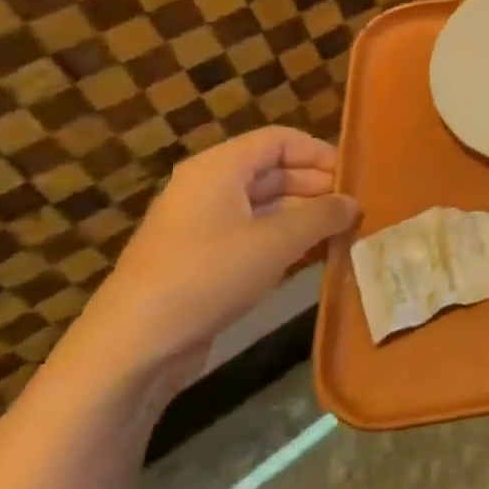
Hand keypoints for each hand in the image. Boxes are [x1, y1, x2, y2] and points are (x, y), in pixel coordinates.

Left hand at [64, 127, 359, 387]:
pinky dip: (285, 242)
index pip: (279, 140)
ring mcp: (203, 227)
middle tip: (356, 208)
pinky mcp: (202, 262)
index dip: (319, 153)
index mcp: (219, 168)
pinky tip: (316, 257)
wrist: (132, 347)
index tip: (354, 177)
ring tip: (345, 233)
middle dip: (317, 187)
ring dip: (305, 217)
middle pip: (274, 172)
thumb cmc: (208, 275)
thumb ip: (322, 216)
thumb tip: (353, 203)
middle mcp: (209, 189)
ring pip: (266, 207)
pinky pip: (253, 237)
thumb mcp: (277, 241)